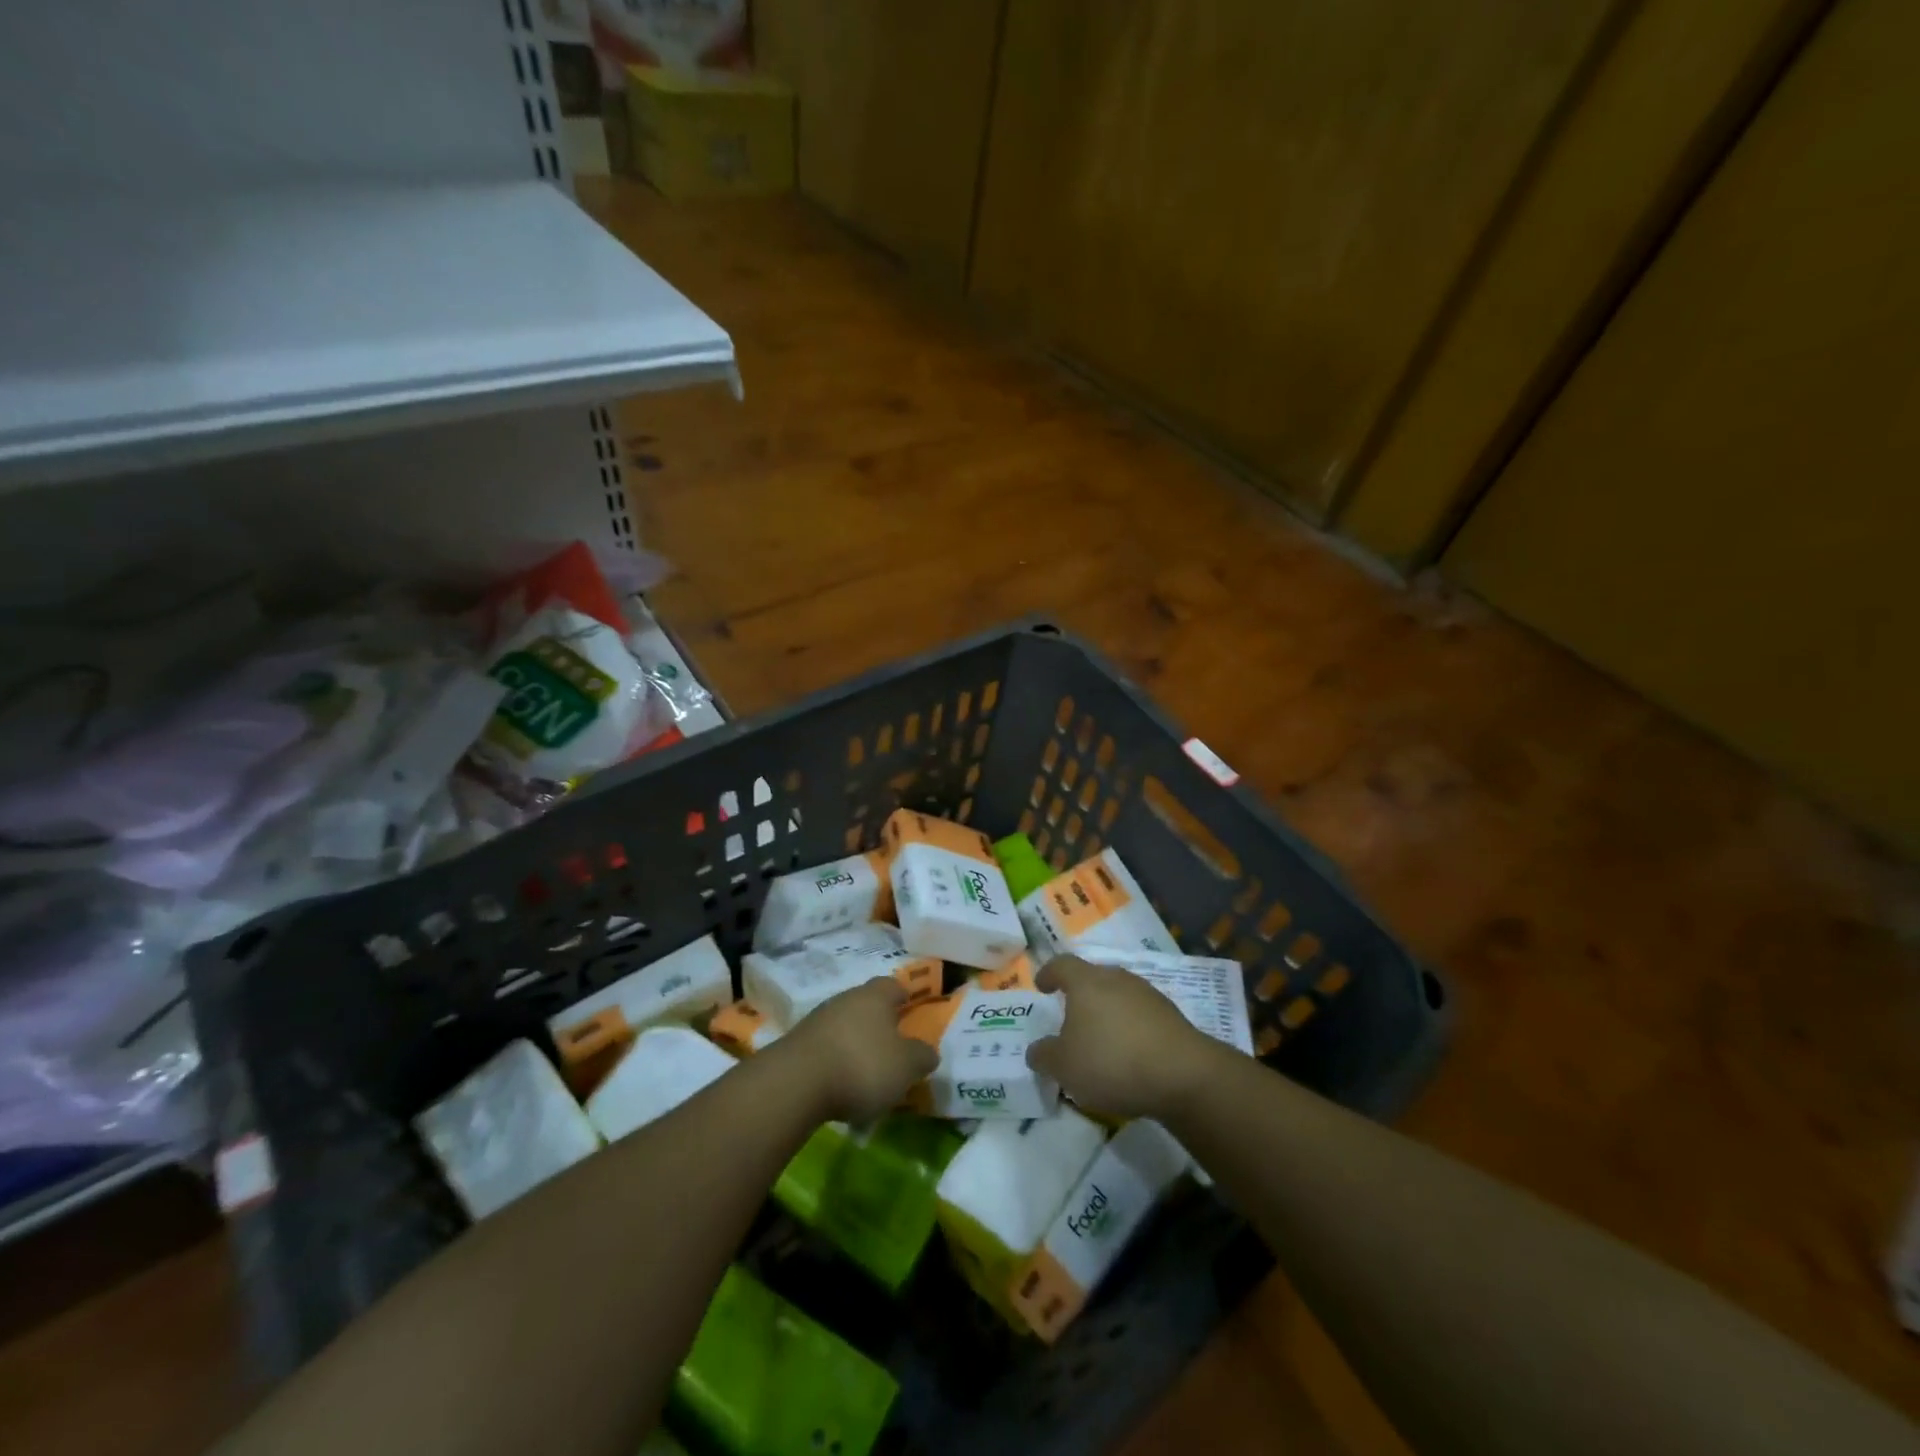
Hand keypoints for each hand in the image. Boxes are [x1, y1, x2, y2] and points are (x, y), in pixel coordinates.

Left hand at [776, 977, 938, 1122]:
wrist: (796, 1083)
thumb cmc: (862, 1065)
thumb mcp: (906, 1066)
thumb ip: (922, 1056)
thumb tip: (928, 1052)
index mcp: (875, 996)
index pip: (894, 985)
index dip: (905, 997)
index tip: (911, 1012)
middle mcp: (846, 999)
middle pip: (867, 1005)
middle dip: (880, 1024)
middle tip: (892, 1049)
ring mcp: (818, 1019)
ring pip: (845, 1026)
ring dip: (856, 1045)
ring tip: (867, 1075)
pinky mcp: (797, 1044)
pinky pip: (826, 1048)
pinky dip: (836, 1062)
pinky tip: (840, 1086)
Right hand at [1025, 955, 1220, 1118]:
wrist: (1183, 1074)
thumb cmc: (1111, 1061)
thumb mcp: (1064, 1067)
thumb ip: (1044, 1056)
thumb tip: (1037, 1050)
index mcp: (1086, 982)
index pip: (1062, 965)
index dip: (1049, 973)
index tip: (1042, 985)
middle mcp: (1116, 979)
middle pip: (1092, 978)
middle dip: (1079, 995)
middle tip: (1070, 1016)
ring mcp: (1147, 995)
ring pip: (1118, 995)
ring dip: (1107, 1012)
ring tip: (1100, 1039)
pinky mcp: (1171, 1015)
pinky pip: (1139, 1015)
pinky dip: (1129, 1028)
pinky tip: (1128, 1054)